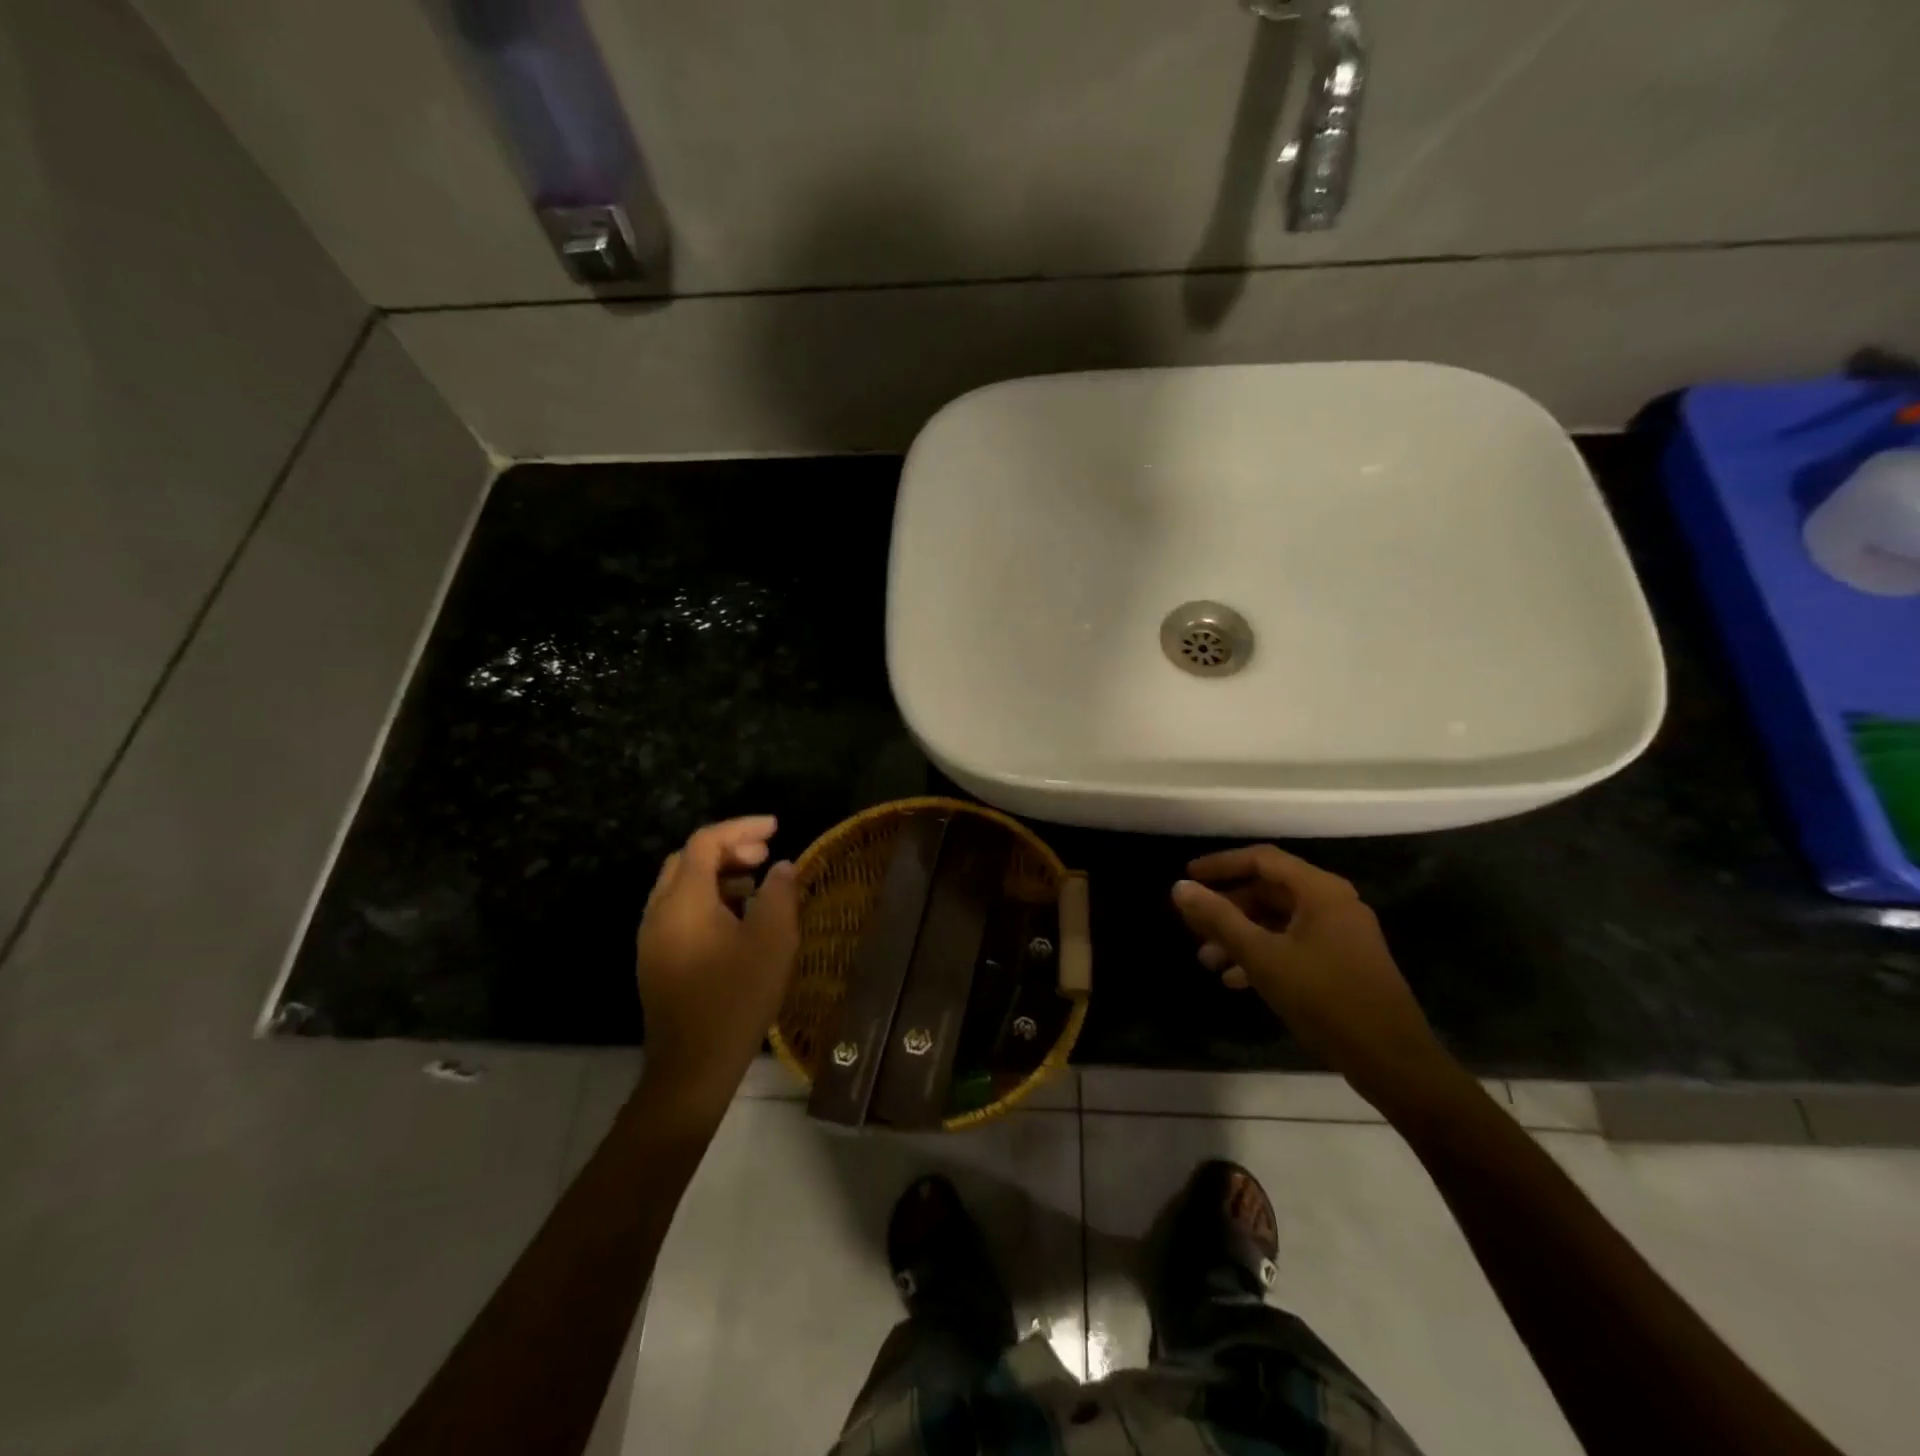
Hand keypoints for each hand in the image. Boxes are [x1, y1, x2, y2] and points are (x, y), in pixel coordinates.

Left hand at [636, 816, 800, 1121]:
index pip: (705, 842)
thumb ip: (779, 894)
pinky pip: (680, 911)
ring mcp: (653, 938)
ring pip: (681, 886)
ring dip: (718, 874)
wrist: (692, 1066)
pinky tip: (738, 919)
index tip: (776, 828)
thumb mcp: (772, 941)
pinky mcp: (656, 960)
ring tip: (756, 884)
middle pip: (687, 859)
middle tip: (765, 855)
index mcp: (683, 901)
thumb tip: (781, 867)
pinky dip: (708, 899)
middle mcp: (659, 912)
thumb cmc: (736, 998)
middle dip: (728, 848)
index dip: (742, 827)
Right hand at [1171, 845, 1451, 1113]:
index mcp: (1320, 891)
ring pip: (1279, 921)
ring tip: (1208, 960)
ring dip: (1241, 936)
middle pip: (1269, 890)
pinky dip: (1264, 954)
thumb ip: (1219, 919)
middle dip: (1228, 909)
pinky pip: (1294, 944)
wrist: (1392, 1061)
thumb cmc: (1325, 999)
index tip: (1188, 876)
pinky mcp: (1343, 963)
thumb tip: (1179, 887)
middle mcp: (1334, 903)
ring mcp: (1341, 934)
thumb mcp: (1262, 957)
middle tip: (1194, 927)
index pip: (1262, 859)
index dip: (1221, 865)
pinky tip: (1236, 980)